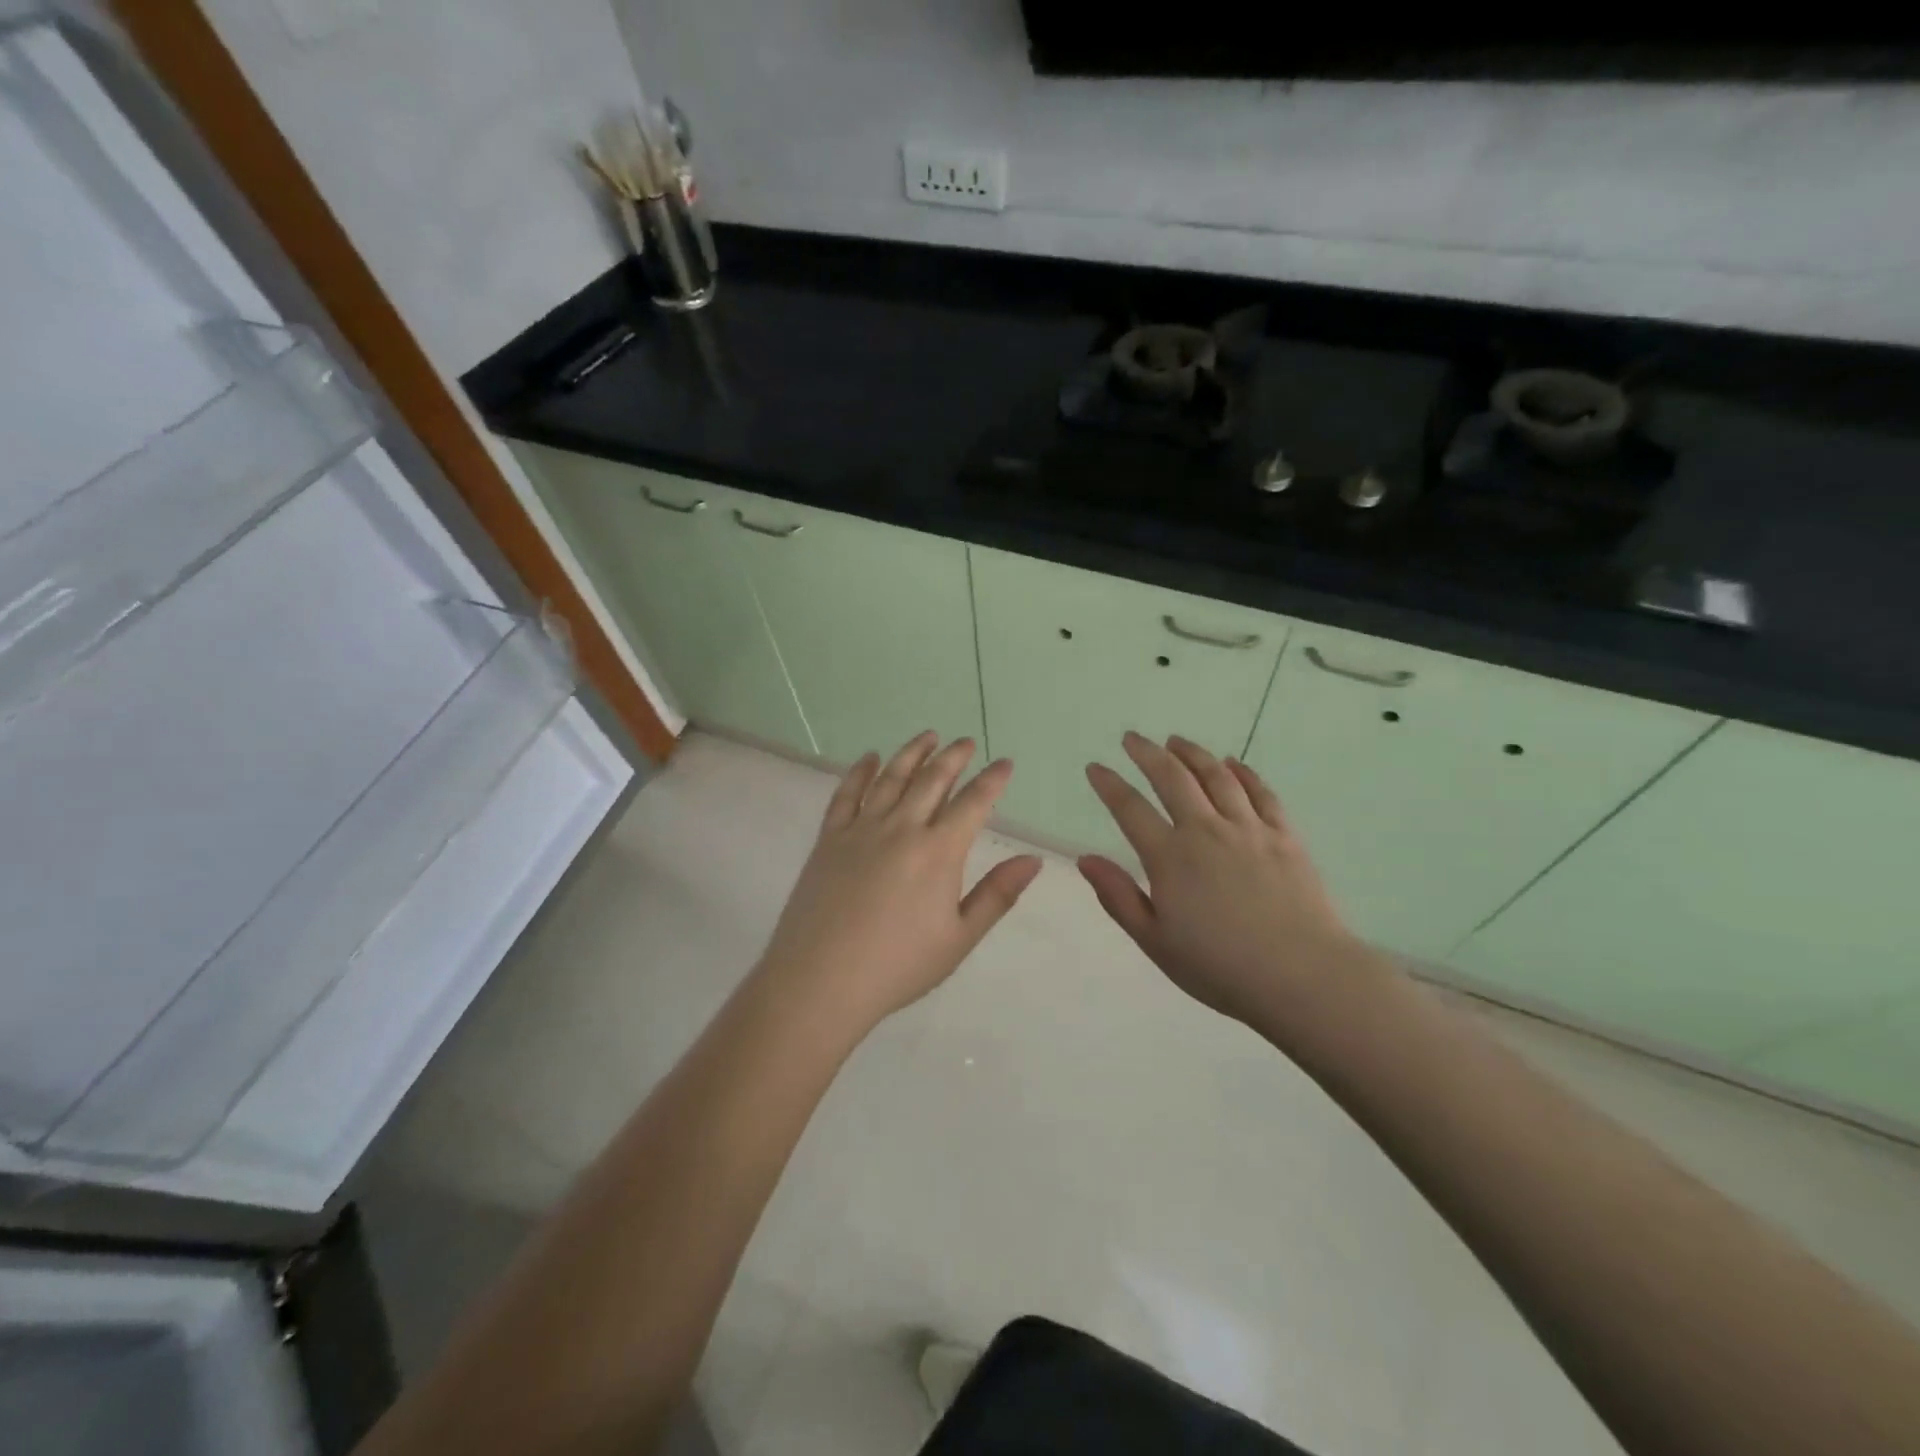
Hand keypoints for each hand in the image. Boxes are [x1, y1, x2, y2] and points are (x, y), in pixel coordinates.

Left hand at [758, 732, 1042, 1030]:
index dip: (992, 780)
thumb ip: (997, 894)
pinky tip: (869, 758)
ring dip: (912, 753)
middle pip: (932, 780)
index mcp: (939, 852)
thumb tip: (1033, 860)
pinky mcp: (829, 838)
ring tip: (928, 736)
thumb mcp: (959, 938)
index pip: (973, 803)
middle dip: (953, 757)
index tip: (1005, 762)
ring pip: (891, 777)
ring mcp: (861, 829)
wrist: (820, 979)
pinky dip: (860, 771)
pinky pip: (847, 793)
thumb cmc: (897, 965)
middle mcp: (902, 828)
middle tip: (966, 742)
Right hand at [1078, 733, 1373, 1031]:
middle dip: (1147, 753)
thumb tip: (1086, 859)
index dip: (1109, 784)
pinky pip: (1261, 793)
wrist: (1303, 976)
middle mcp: (1206, 831)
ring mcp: (1249, 829)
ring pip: (1216, 776)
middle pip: (1172, 778)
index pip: (1130, 808)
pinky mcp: (1284, 836)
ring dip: (1192, 753)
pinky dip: (1244, 772)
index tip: (1095, 767)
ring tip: (1176, 740)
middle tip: (1132, 738)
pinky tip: (1233, 763)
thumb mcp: (1155, 941)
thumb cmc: (1220, 967)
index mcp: (1170, 857)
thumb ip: (1118, 897)